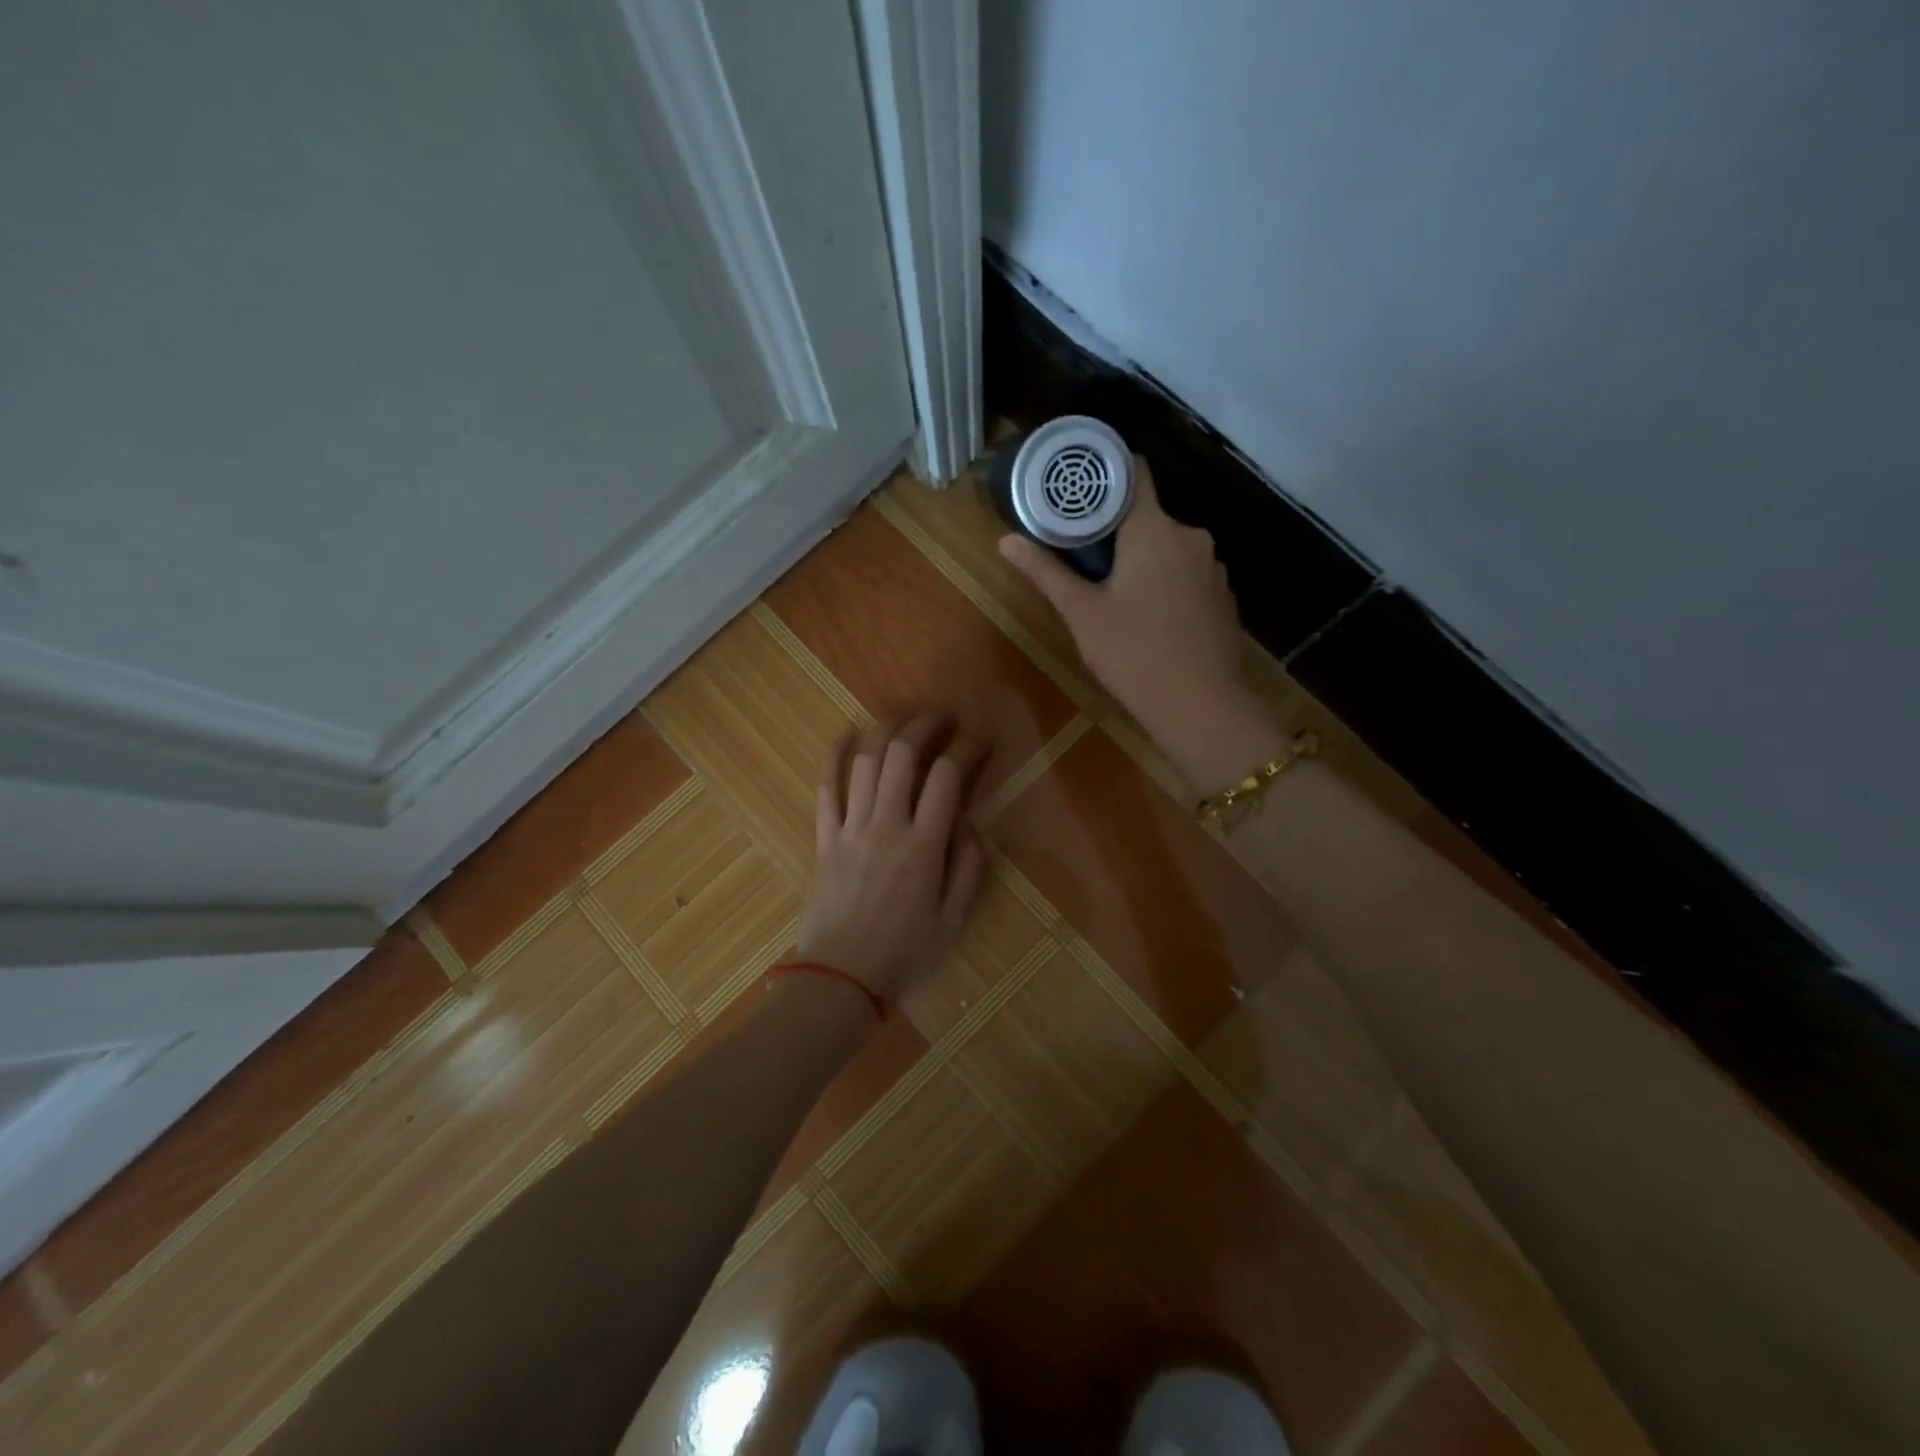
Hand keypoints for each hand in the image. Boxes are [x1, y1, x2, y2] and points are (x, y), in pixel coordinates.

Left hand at [796, 717, 987, 1004]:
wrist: (840, 979)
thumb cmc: (904, 953)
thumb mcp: (954, 919)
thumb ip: (968, 866)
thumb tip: (968, 821)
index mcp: (923, 847)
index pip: (947, 778)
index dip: (966, 749)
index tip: (978, 738)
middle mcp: (886, 826)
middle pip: (902, 756)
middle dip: (924, 726)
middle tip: (940, 719)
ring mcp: (850, 828)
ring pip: (865, 762)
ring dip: (885, 731)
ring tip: (903, 719)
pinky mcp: (824, 837)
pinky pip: (826, 788)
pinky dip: (834, 756)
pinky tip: (846, 734)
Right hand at [999, 458, 1285, 789]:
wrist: (1201, 706)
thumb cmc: (1133, 654)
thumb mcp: (1081, 613)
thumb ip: (1046, 571)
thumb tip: (1005, 541)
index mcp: (1153, 529)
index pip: (1134, 473)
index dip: (1106, 475)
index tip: (1079, 489)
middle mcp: (1190, 536)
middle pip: (1148, 515)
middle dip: (1117, 530)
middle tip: (1082, 554)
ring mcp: (1212, 567)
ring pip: (1168, 547)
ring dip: (1142, 558)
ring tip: (1113, 589)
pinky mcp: (1223, 596)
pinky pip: (1187, 573)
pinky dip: (1166, 581)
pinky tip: (1150, 615)